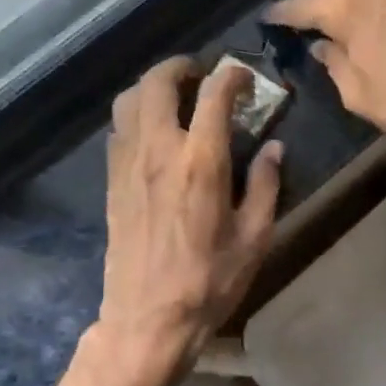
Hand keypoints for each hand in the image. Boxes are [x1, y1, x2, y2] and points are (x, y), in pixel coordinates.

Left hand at [57, 57, 281, 385]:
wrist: (147, 319)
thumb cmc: (208, 281)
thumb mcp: (254, 238)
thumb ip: (265, 185)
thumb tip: (273, 148)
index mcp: (200, 162)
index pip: (214, 96)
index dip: (232, 76)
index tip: (244, 77)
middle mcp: (159, 151)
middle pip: (158, 83)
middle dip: (181, 67)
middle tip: (202, 75)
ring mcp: (128, 164)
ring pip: (129, 100)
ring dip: (153, 86)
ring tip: (176, 97)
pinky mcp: (112, 181)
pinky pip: (119, 129)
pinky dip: (136, 114)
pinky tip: (155, 132)